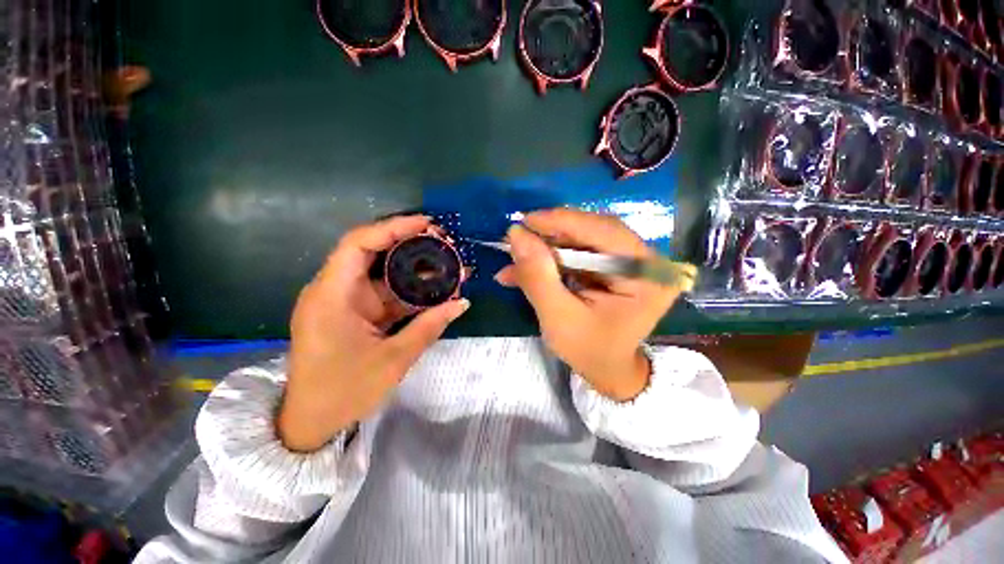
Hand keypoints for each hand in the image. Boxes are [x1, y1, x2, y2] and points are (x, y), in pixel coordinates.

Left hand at [278, 215, 469, 451]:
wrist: (311, 423)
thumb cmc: (344, 392)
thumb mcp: (393, 360)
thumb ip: (429, 327)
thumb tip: (462, 302)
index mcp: (332, 296)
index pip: (358, 244)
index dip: (393, 228)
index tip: (427, 224)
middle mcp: (335, 291)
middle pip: (372, 253)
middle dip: (410, 244)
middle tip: (444, 243)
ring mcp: (345, 302)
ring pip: (382, 274)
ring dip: (415, 269)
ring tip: (448, 265)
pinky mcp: (355, 313)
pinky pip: (385, 294)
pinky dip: (409, 291)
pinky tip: (435, 289)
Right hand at [495, 209, 681, 401]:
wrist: (608, 370)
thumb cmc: (590, 352)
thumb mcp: (559, 318)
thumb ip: (538, 277)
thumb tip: (516, 235)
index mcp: (647, 275)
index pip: (604, 232)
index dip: (561, 222)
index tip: (524, 221)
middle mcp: (646, 261)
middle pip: (593, 231)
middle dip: (551, 235)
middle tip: (518, 238)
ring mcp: (631, 261)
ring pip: (583, 239)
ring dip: (547, 247)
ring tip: (517, 256)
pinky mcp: (614, 265)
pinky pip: (580, 251)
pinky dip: (552, 257)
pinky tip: (526, 267)